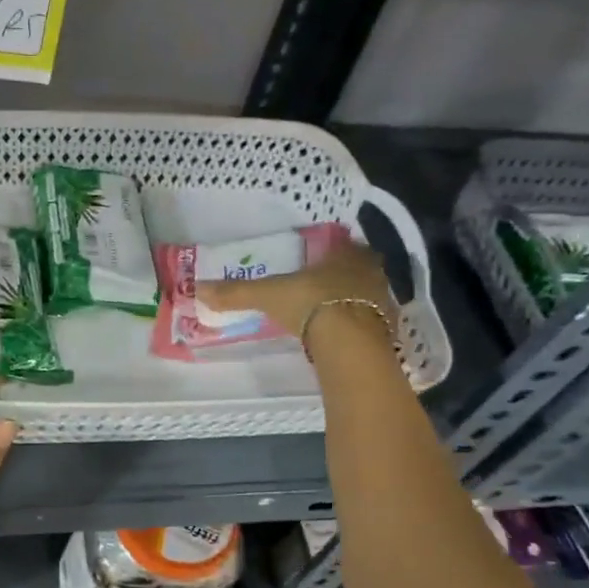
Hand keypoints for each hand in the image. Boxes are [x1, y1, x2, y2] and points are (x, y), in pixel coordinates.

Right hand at [195, 234, 396, 341]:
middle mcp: (370, 271)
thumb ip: (236, 292)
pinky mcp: (389, 328)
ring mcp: (384, 299)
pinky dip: (362, 325)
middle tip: (325, 287)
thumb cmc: (310, 304)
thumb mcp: (267, 295)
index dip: (332, 251)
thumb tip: (198, 289)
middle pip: (360, 268)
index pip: (343, 245)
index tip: (319, 261)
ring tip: (333, 312)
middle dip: (345, 276)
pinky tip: (346, 334)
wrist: (349, 342)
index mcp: (345, 254)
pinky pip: (374, 321)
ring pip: (369, 293)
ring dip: (355, 300)